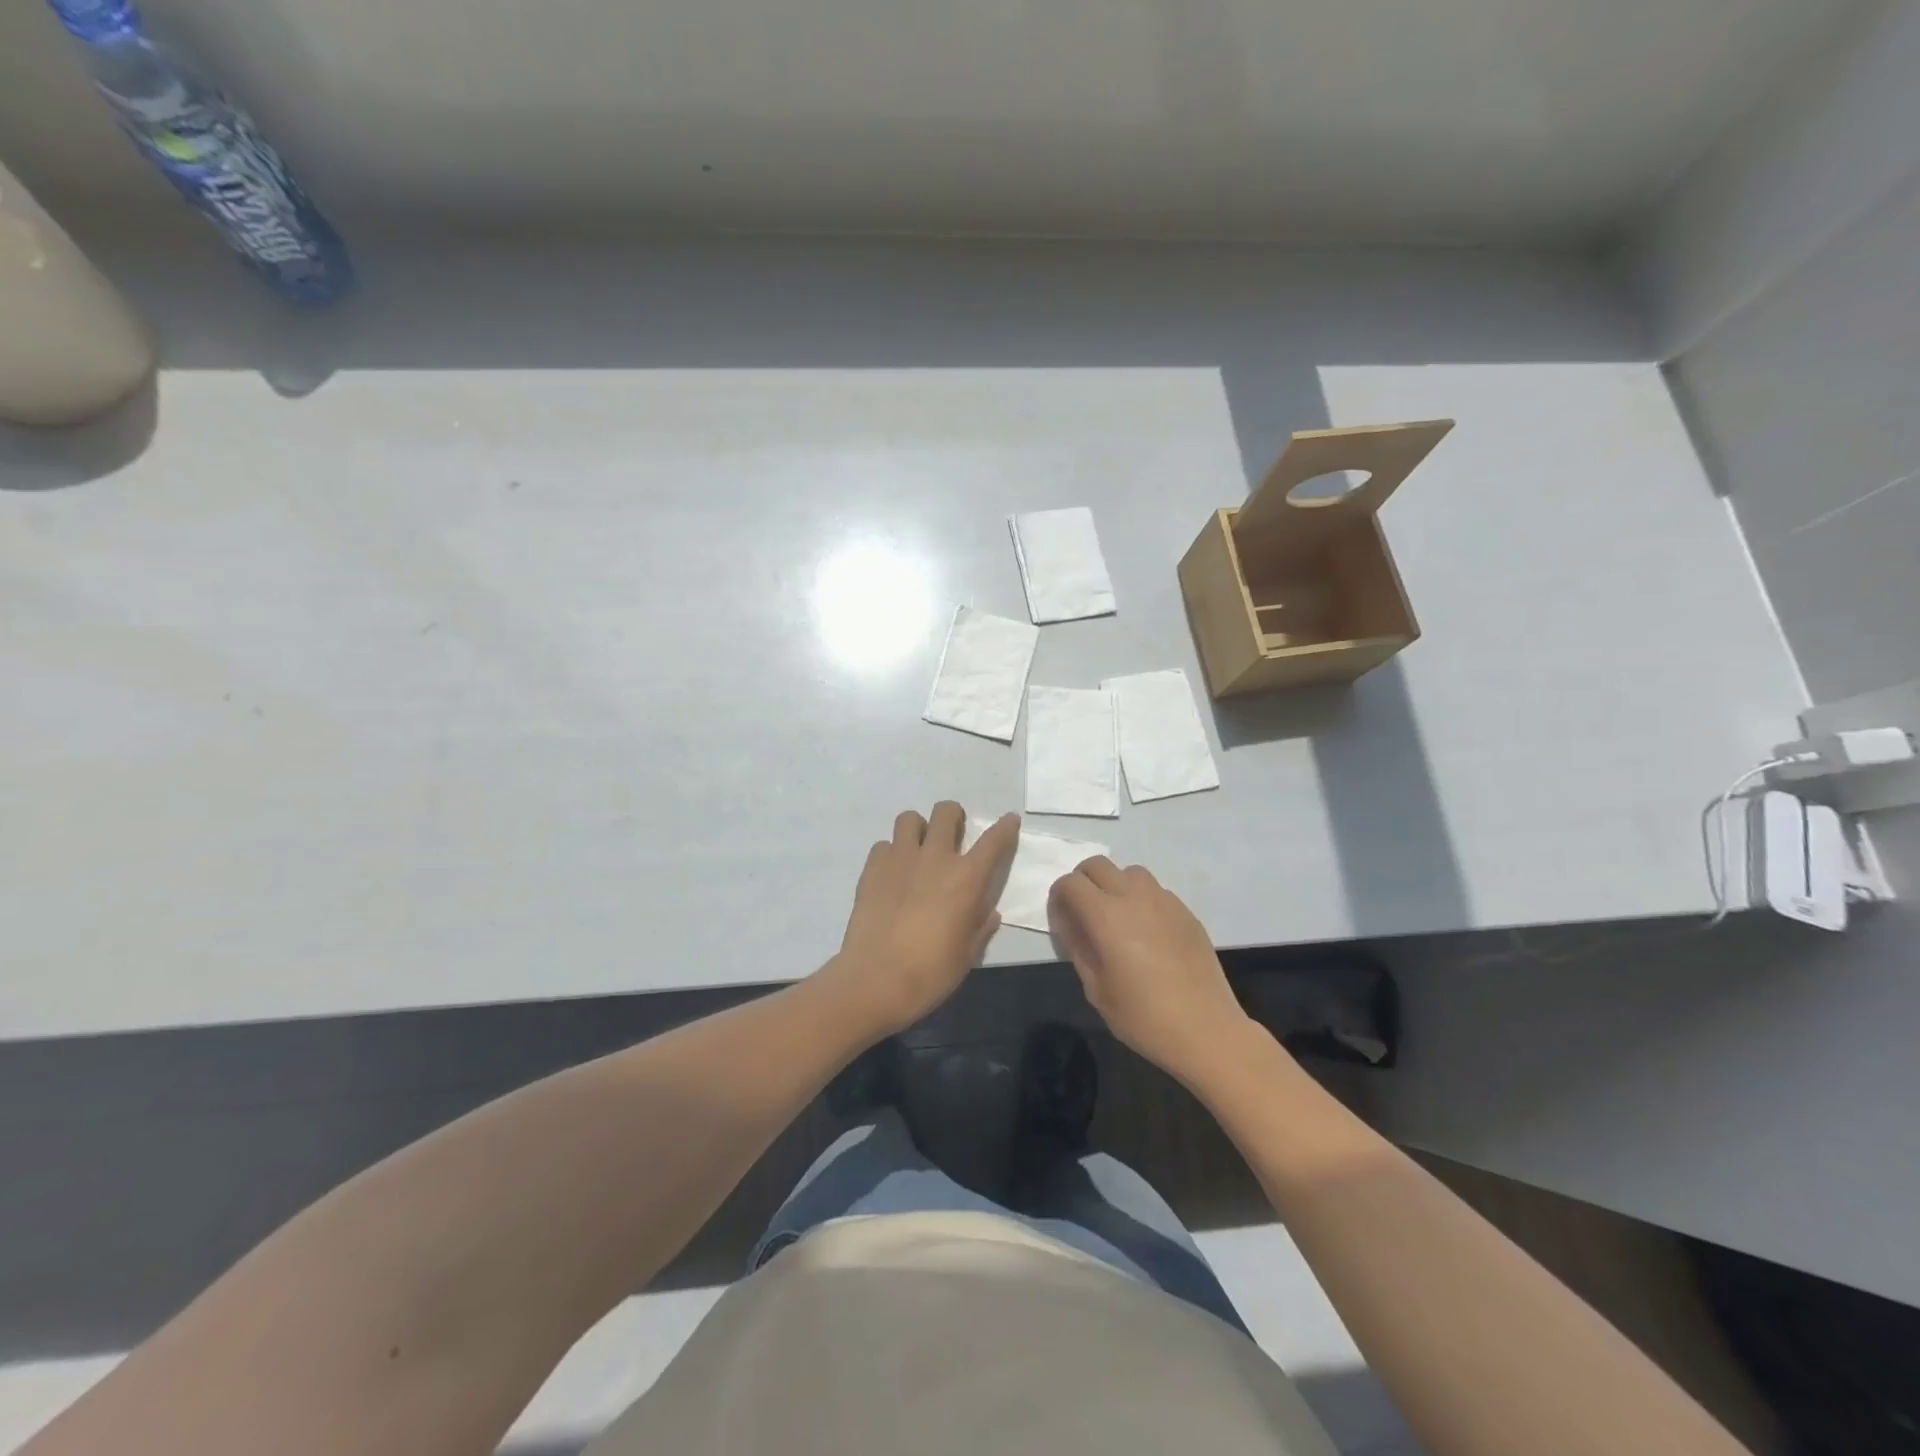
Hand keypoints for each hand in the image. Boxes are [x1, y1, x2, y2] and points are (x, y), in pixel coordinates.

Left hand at [824, 802, 1019, 1037]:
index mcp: (967, 878)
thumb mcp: (967, 954)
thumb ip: (980, 927)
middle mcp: (935, 857)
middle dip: (953, 817)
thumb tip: (988, 913)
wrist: (876, 980)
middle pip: (946, 812)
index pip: (994, 840)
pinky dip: (891, 854)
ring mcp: (900, 858)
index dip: (1005, 827)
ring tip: (917, 851)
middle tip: (952, 836)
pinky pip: (884, 845)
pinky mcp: (872, 867)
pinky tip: (891, 875)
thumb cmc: (931, 972)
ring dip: (918, 829)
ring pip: (909, 818)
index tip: (1009, 820)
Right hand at [1048, 857, 1251, 1081]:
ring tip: (1117, 918)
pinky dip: (1141, 899)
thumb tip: (1070, 923)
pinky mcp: (1185, 911)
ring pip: (1129, 872)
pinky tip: (1147, 933)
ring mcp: (1164, 900)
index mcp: (1105, 915)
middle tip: (1083, 913)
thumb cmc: (1143, 1016)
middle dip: (1083, 881)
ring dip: (1115, 885)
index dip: (1059, 897)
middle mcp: (1133, 896)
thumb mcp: (1096, 988)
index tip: (1062, 919)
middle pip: (1097, 865)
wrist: (1205, 1029)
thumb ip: (1078, 947)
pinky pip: (1155, 891)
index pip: (1070, 883)